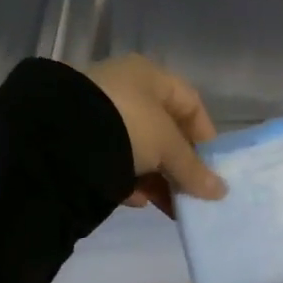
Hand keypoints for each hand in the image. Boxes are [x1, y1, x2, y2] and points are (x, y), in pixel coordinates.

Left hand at [85, 55, 227, 215]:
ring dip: (157, 178)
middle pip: (164, 131)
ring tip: (168, 206)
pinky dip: (129, 182)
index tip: (212, 167)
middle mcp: (125, 90)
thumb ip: (194, 169)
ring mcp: (100, 114)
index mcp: (149, 77)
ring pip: (140, 149)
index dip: (205, 135)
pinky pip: (114, 162)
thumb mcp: (167, 146)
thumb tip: (221, 192)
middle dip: (179, 165)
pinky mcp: (80, 140)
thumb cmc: (128, 127)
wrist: (60, 139)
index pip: (190, 103)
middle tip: (191, 194)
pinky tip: (137, 201)